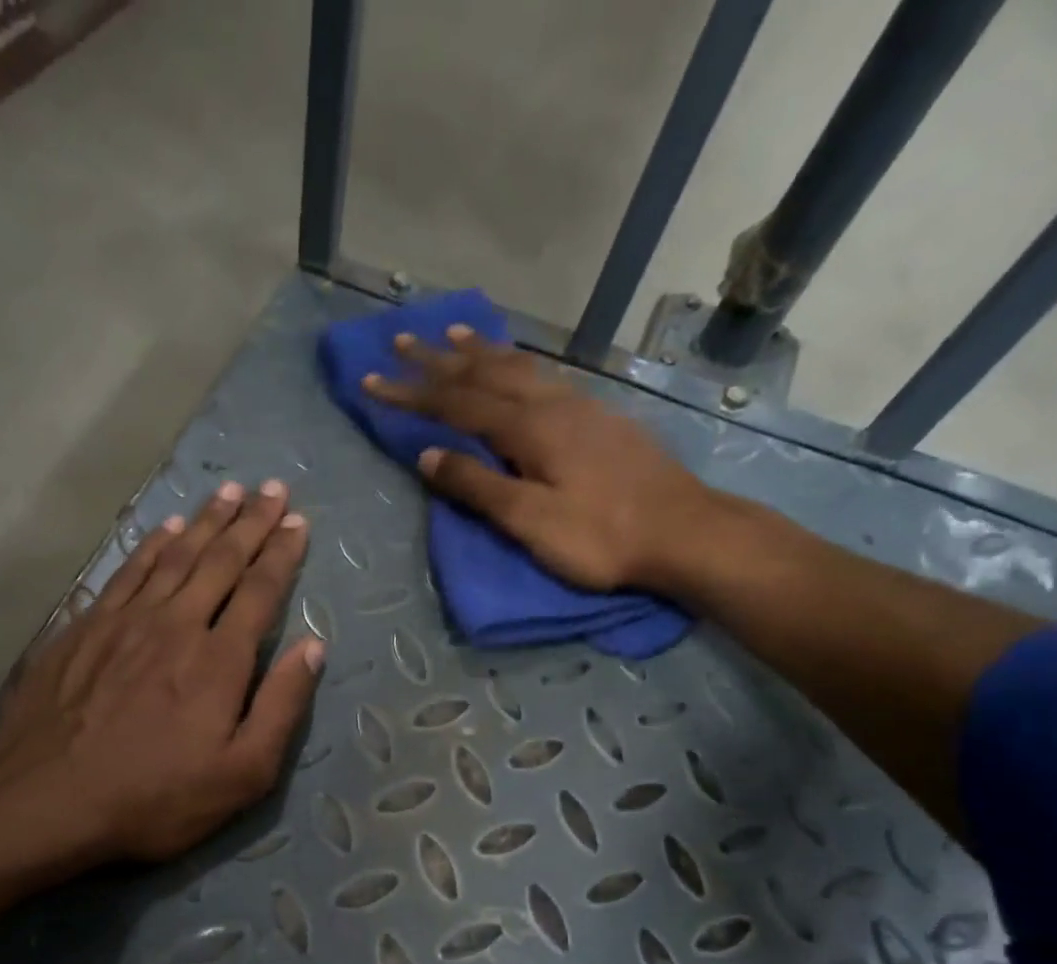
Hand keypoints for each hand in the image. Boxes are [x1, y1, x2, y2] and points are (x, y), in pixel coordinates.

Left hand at [0, 481, 322, 863]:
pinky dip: (152, 545)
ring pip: (174, 556)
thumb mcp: (242, 773)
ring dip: (205, 522)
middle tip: (272, 488)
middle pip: (219, 560)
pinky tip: (164, 529)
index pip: (260, 590)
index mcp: (219, 659)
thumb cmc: (156, 797)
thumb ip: (281, 707)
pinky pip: (128, 572)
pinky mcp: (84, 628)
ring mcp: (125, 621)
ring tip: (228, 492)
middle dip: (250, 522)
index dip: (282, 553)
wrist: (47, 802)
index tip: (298, 521)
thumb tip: (313, 647)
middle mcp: (176, 623)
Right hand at [364, 328, 722, 593]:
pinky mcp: (599, 418)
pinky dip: (517, 363)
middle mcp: (551, 405)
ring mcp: (580, 407)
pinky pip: (543, 376)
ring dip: (479, 350)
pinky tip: (516, 365)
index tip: (372, 380)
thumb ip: (477, 486)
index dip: (412, 393)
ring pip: (518, 367)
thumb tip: (427, 456)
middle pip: (484, 373)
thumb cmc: (602, 536)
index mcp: (529, 429)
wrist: (684, 532)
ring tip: (450, 332)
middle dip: (437, 359)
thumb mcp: (530, 521)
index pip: (456, 404)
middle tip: (400, 340)